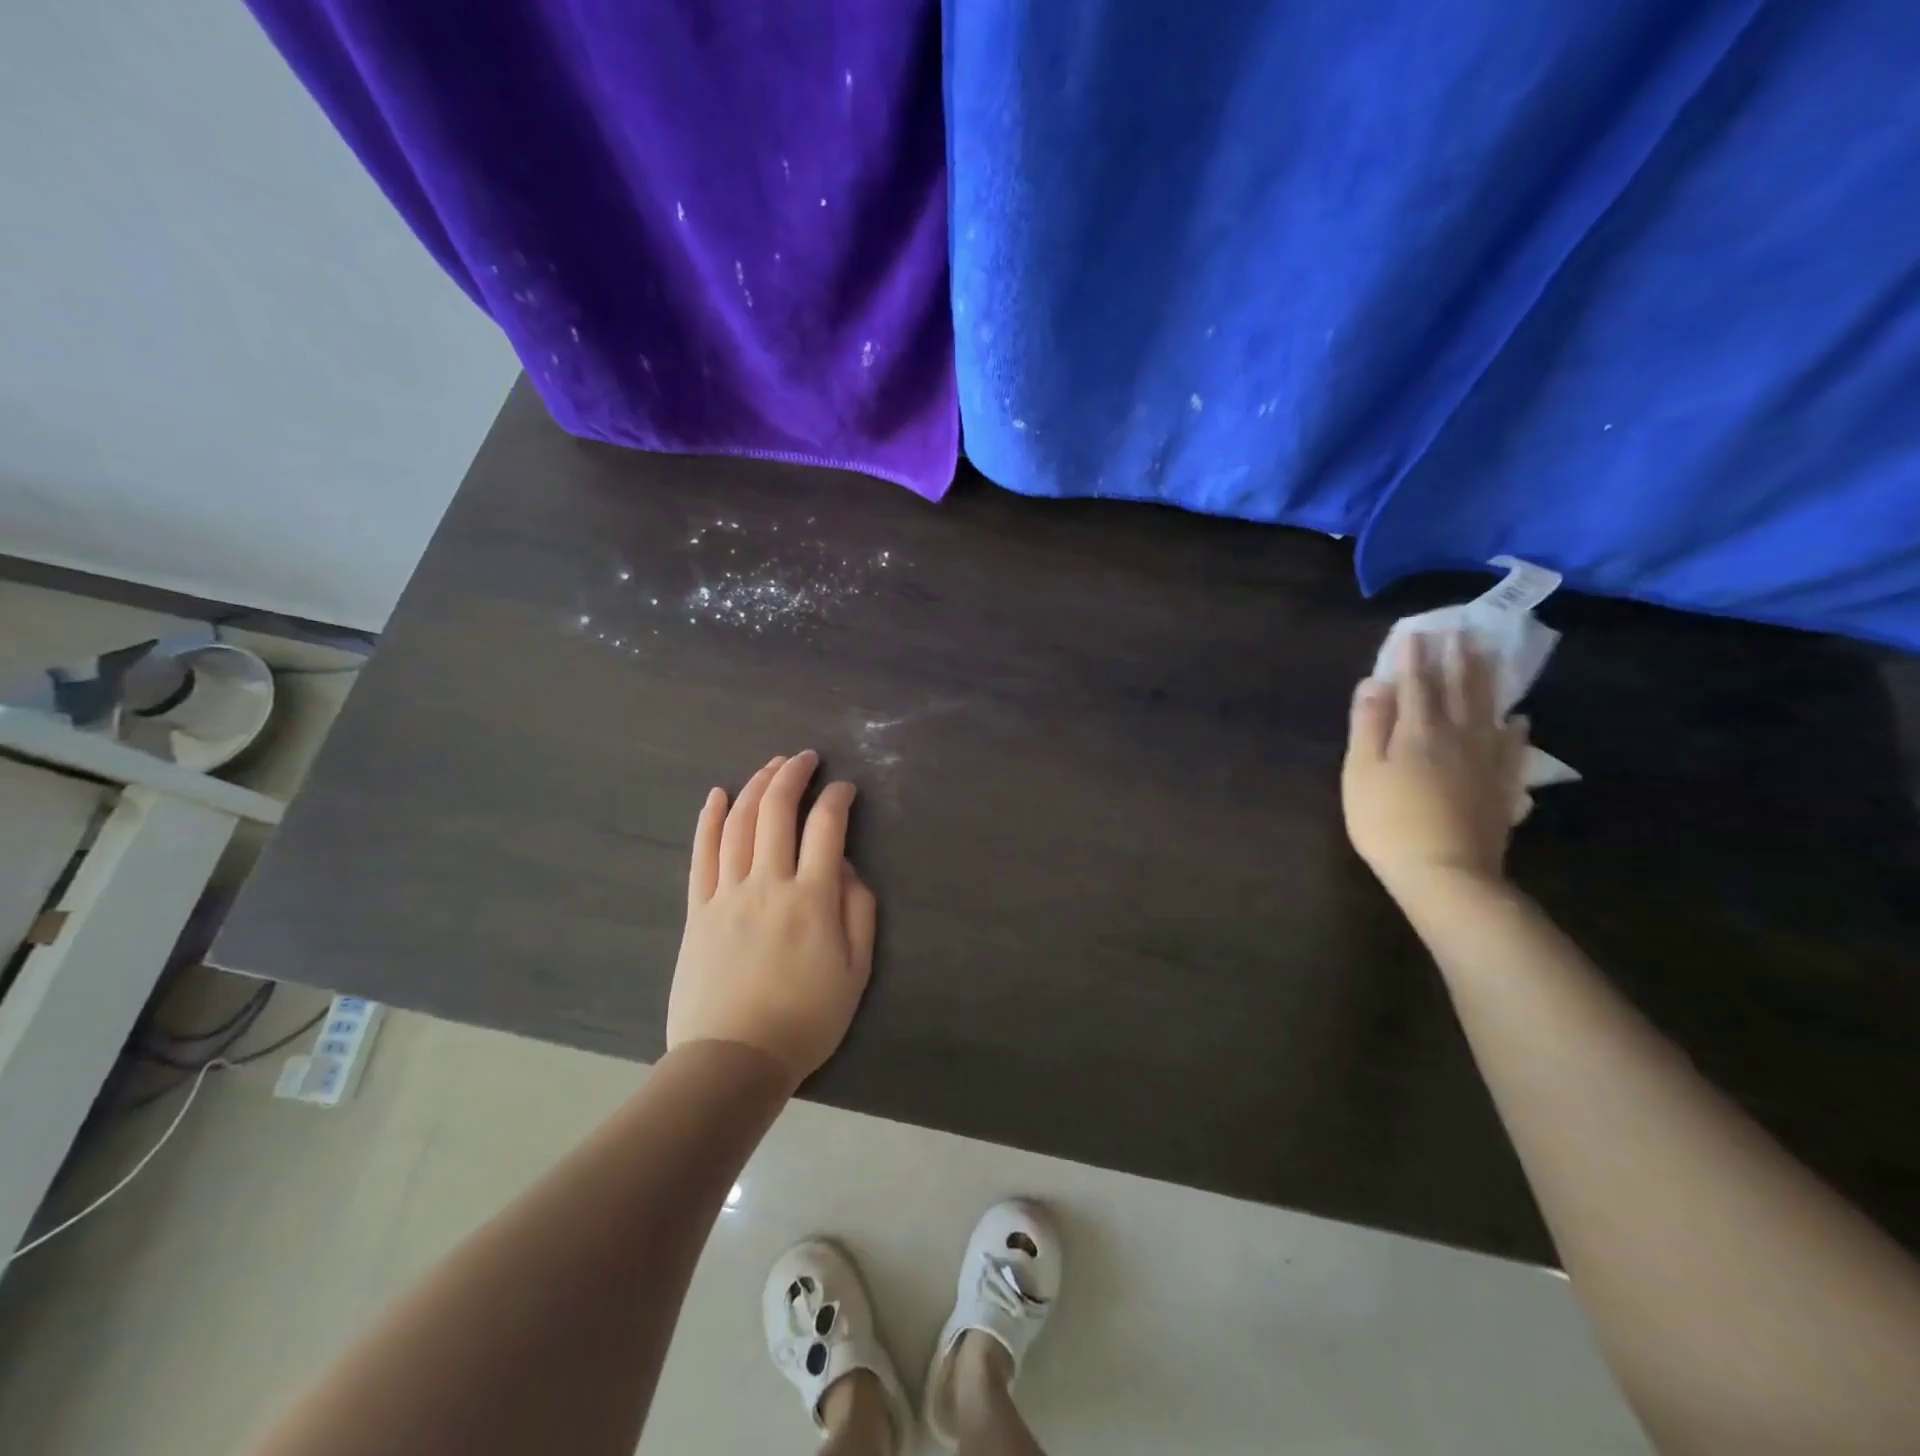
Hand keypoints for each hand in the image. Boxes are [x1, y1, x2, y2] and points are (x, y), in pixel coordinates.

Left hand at [667, 751, 877, 1086]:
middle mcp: (768, 883)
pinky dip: (708, 819)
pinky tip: (717, 795)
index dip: (838, 797)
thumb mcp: (856, 971)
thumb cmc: (805, 1019)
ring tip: (770, 766)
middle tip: (805, 758)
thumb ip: (858, 911)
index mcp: (813, 898)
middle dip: (793, 775)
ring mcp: (727, 893)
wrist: (734, 1059)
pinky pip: (701, 854)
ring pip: (738, 823)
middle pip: (776, 811)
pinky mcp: (698, 909)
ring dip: (755, 786)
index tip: (845, 788)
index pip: (827, 826)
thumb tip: (847, 867)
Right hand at [1342, 633, 1528, 902]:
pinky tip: (1517, 717)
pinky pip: (1513, 746)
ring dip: (1486, 679)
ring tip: (1488, 655)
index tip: (1415, 630)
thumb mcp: (1361, 772)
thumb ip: (1368, 725)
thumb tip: (1374, 683)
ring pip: (1488, 709)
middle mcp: (1457, 735)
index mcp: (1418, 731)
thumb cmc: (1387, 821)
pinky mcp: (1502, 785)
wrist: (1445, 873)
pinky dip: (1514, 727)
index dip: (1413, 656)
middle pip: (1458, 688)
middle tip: (1460, 629)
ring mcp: (1486, 760)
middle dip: (1456, 657)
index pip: (1415, 683)